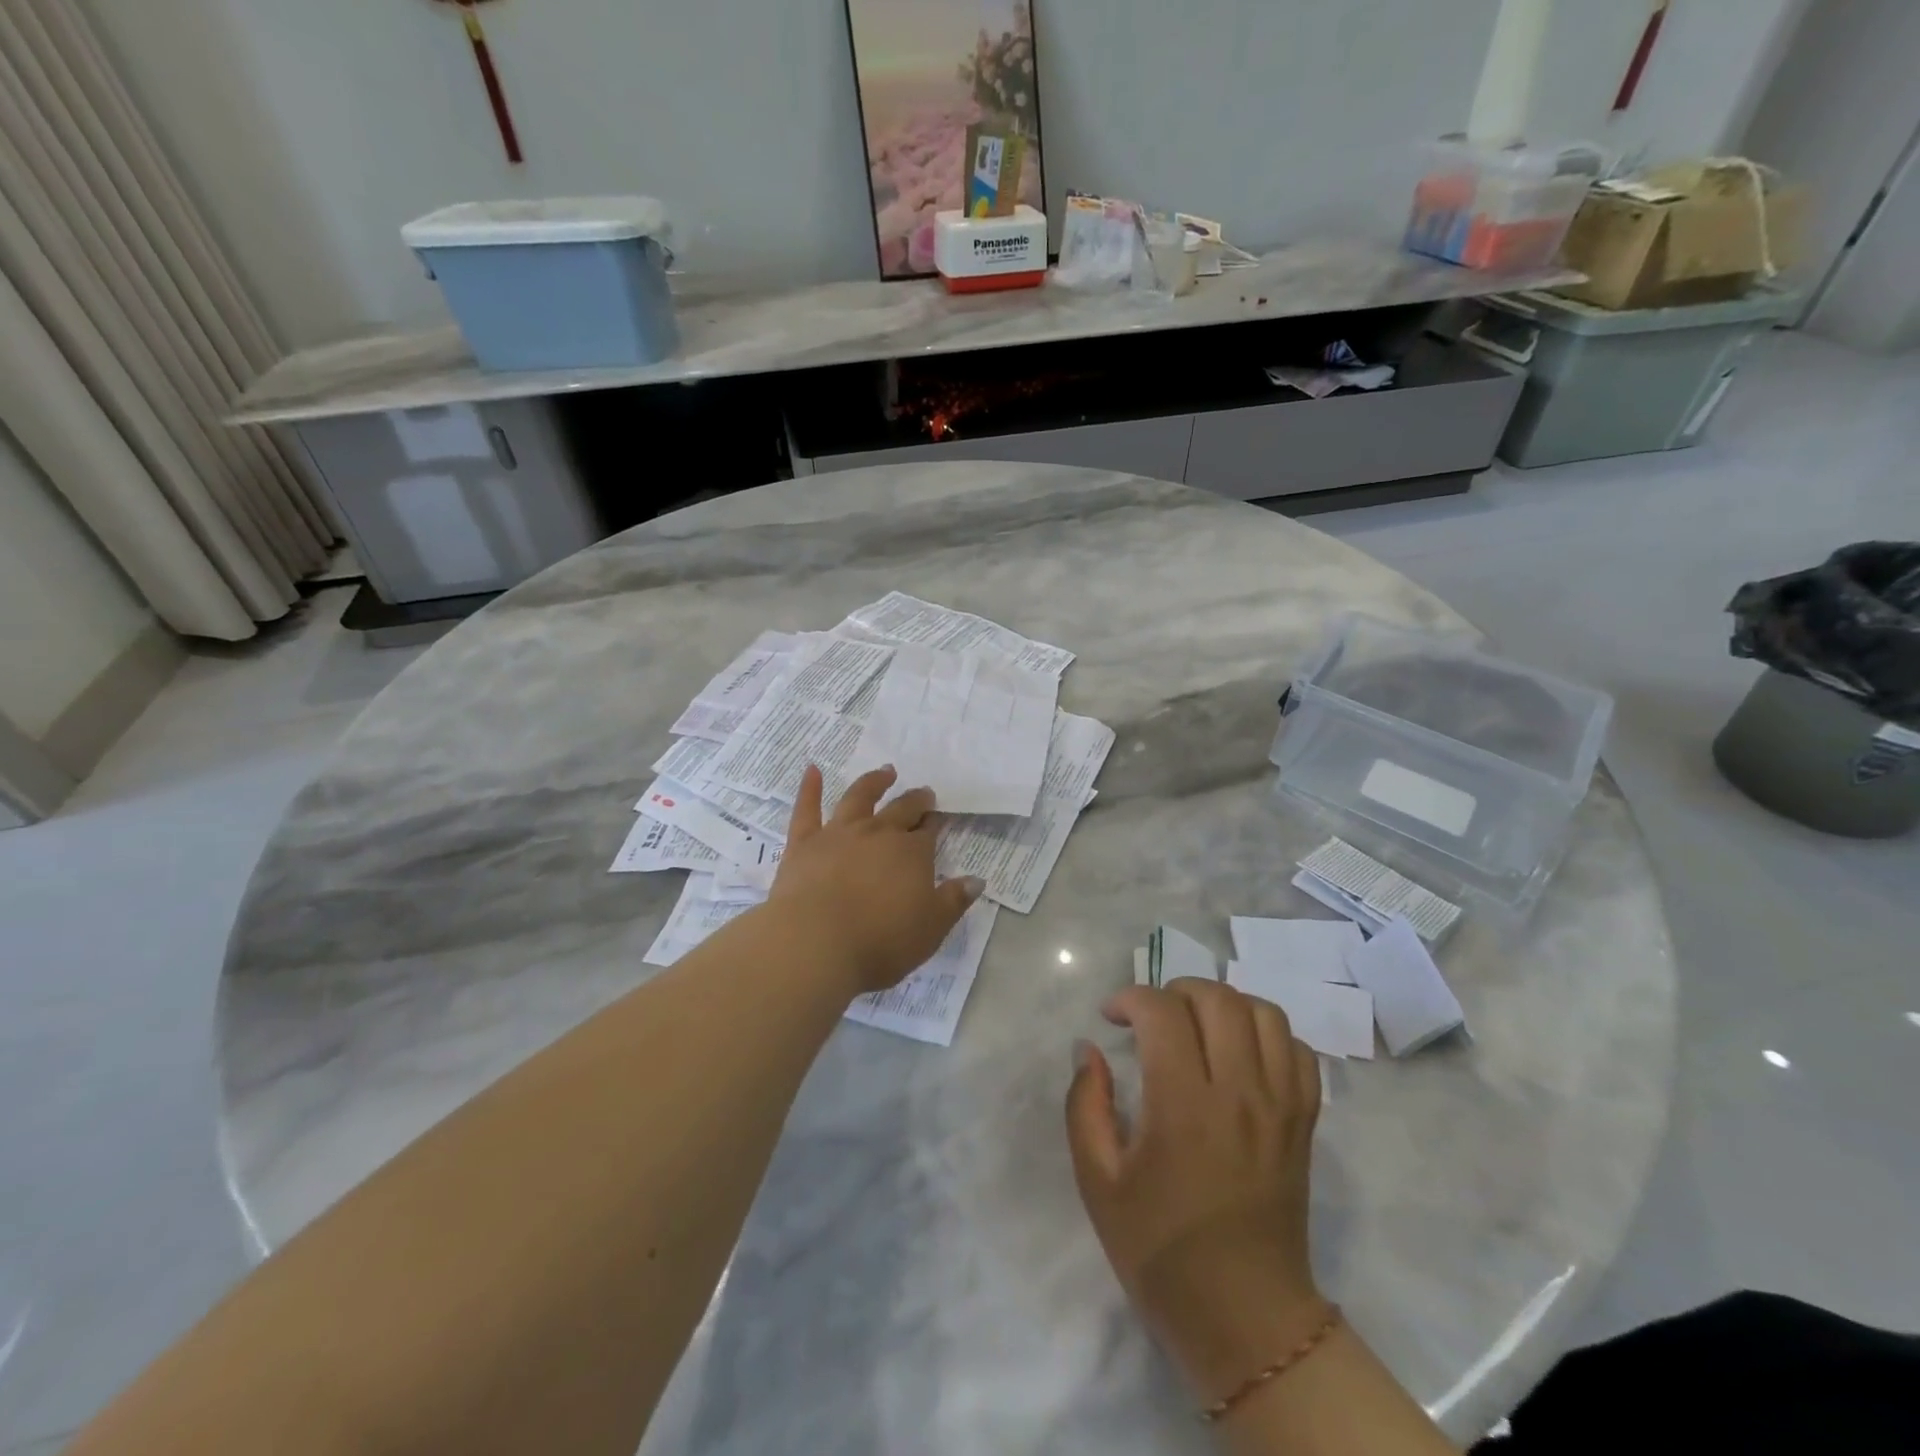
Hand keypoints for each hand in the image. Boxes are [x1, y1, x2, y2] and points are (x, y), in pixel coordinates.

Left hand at [768, 764, 983, 996]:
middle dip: (915, 800)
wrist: (817, 944)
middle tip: (923, 793)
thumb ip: (954, 901)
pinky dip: (809, 787)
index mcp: (912, 853)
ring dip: (874, 782)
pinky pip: (807, 809)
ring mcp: (839, 834)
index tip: (938, 818)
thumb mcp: (931, 928)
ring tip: (885, 772)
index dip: (934, 824)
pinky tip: (812, 770)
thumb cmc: (881, 942)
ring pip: (859, 798)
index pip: (928, 832)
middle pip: (901, 810)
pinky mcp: (804, 843)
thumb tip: (976, 880)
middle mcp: (878, 834)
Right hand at [1066, 981, 1325, 1401]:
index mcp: (1183, 1106)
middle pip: (1217, 999)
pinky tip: (1241, 1054)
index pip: (1163, 1012)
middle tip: (1151, 1018)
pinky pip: (1300, 1052)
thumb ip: (1085, 1105)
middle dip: (1175, 990)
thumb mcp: (1098, 1182)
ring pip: (1265, 1014)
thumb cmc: (1161, 1250)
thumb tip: (1088, 1049)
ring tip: (1198, 1027)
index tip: (1111, 1018)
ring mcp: (1280, 1106)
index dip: (1131, 998)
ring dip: (1224, 1004)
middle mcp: (1238, 1093)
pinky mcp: (1305, 1123)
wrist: (1245, 1319)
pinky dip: (1269, 1035)